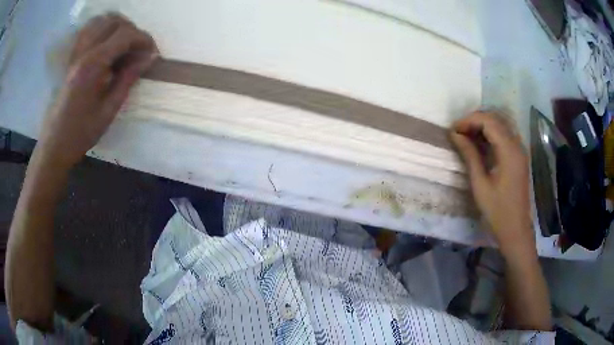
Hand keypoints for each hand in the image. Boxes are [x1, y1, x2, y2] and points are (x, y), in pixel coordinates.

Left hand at [37, 13, 157, 168]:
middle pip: (114, 21)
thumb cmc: (81, 133)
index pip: (125, 35)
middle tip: (139, 50)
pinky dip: (101, 29)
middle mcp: (83, 52)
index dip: (144, 39)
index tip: (153, 53)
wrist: (54, 144)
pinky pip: (87, 30)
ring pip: (100, 20)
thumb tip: (149, 58)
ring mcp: (75, 53)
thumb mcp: (108, 111)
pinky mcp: (71, 58)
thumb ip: (128, 79)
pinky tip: (106, 42)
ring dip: (117, 26)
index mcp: (93, 65)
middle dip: (132, 31)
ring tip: (125, 43)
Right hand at [451, 112, 534, 254]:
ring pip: (501, 125)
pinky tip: (480, 144)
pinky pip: (505, 135)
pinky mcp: (519, 157)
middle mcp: (517, 145)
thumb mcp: (480, 185)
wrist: (516, 230)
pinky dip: (491, 134)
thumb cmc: (497, 211)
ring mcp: (520, 150)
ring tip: (466, 136)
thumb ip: (470, 156)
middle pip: (495, 119)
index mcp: (509, 151)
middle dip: (475, 120)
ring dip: (483, 126)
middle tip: (458, 132)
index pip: (488, 121)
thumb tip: (455, 135)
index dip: (469, 120)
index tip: (453, 130)